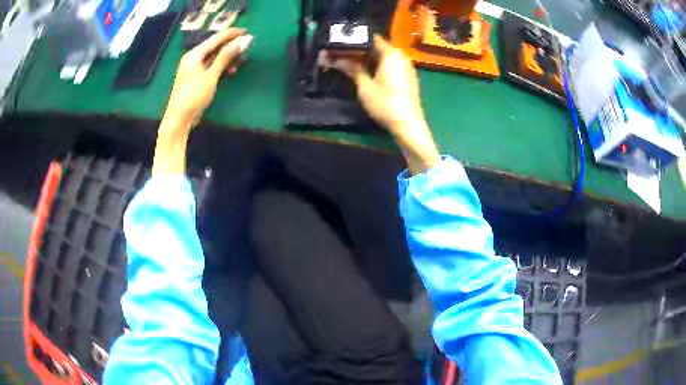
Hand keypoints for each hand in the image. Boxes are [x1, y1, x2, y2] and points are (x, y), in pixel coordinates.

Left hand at [162, 28, 253, 134]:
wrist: (179, 119)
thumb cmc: (193, 96)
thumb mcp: (211, 76)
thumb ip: (225, 57)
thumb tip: (241, 41)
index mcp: (194, 54)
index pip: (215, 38)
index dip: (231, 34)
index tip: (247, 32)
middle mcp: (193, 58)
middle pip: (215, 46)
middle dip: (231, 45)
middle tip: (247, 46)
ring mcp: (194, 68)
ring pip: (214, 56)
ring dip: (227, 57)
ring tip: (241, 60)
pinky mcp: (197, 77)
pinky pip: (211, 65)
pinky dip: (221, 66)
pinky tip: (230, 70)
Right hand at [329, 36, 439, 174]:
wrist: (409, 126)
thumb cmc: (386, 104)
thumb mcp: (365, 86)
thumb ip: (351, 69)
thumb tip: (334, 58)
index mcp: (391, 54)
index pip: (372, 38)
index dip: (355, 39)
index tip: (340, 41)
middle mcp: (401, 56)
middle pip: (377, 47)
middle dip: (359, 50)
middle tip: (340, 53)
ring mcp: (406, 67)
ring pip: (383, 57)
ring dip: (368, 59)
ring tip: (348, 62)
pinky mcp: (407, 78)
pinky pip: (390, 66)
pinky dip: (377, 66)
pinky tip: (365, 73)